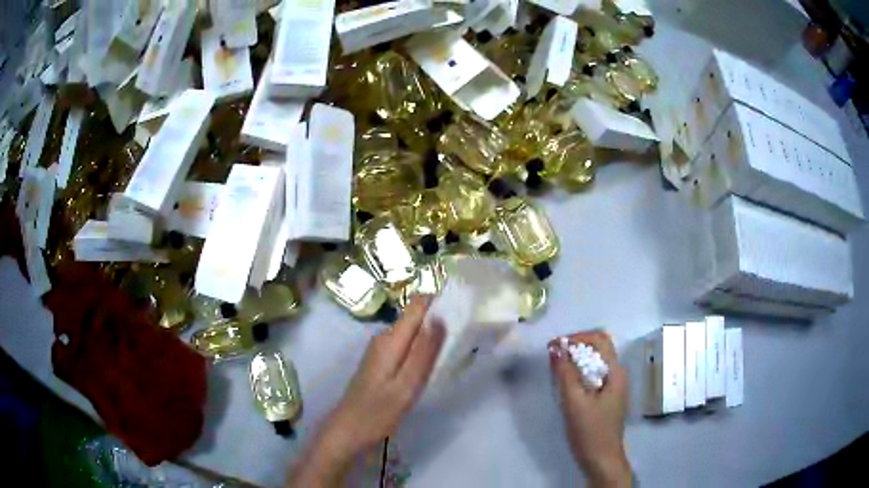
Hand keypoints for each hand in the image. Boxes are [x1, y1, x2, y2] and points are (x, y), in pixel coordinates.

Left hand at [289, 295, 445, 486]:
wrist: (348, 431)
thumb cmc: (377, 412)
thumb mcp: (406, 386)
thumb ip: (423, 353)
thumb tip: (440, 317)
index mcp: (391, 340)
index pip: (416, 306)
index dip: (437, 295)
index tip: (462, 292)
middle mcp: (384, 338)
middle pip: (415, 316)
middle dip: (439, 314)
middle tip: (469, 319)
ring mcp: (381, 350)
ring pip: (412, 331)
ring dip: (432, 331)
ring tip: (459, 335)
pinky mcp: (382, 362)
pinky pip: (407, 345)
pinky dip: (422, 346)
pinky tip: (435, 357)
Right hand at [549, 331, 630, 487]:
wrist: (601, 460)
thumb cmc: (590, 431)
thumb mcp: (574, 402)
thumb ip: (565, 374)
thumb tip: (556, 347)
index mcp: (615, 372)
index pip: (599, 338)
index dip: (577, 336)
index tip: (554, 346)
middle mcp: (617, 374)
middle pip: (598, 348)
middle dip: (575, 347)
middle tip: (553, 356)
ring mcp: (613, 386)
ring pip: (595, 362)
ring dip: (576, 360)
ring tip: (556, 369)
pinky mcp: (606, 397)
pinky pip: (593, 375)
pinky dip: (578, 373)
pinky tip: (565, 384)